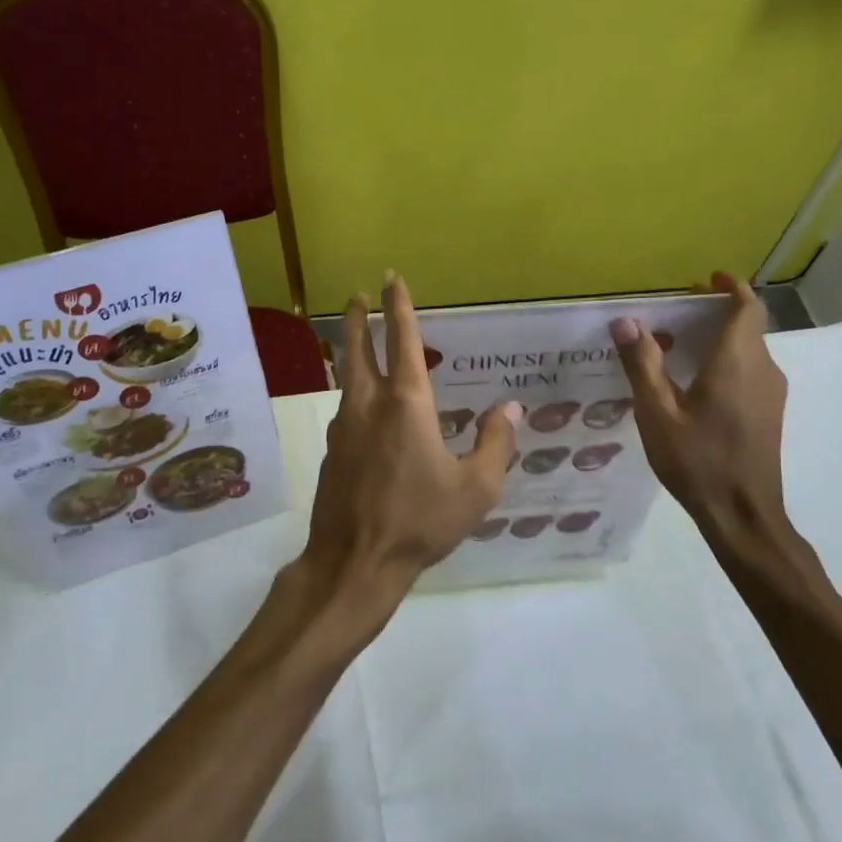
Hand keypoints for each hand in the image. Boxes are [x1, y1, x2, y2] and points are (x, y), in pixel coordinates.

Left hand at [271, 272, 519, 660]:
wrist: (354, 562)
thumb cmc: (420, 522)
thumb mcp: (476, 488)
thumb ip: (495, 443)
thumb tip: (509, 407)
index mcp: (406, 405)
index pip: (403, 341)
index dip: (399, 307)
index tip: (391, 279)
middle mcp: (369, 406)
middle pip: (357, 349)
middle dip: (359, 318)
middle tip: (358, 296)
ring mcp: (343, 428)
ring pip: (347, 378)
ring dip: (352, 354)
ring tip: (363, 348)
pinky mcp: (332, 453)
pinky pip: (347, 411)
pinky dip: (356, 395)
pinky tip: (368, 413)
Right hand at [610, 272, 791, 550]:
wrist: (743, 513)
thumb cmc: (697, 460)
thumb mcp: (657, 413)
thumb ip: (643, 364)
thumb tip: (626, 322)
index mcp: (737, 361)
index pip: (747, 307)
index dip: (732, 287)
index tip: (708, 279)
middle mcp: (763, 369)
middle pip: (748, 326)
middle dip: (718, 312)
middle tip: (679, 314)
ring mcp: (771, 393)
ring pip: (750, 350)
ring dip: (722, 339)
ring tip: (680, 347)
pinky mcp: (770, 413)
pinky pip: (751, 372)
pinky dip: (728, 362)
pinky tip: (697, 384)